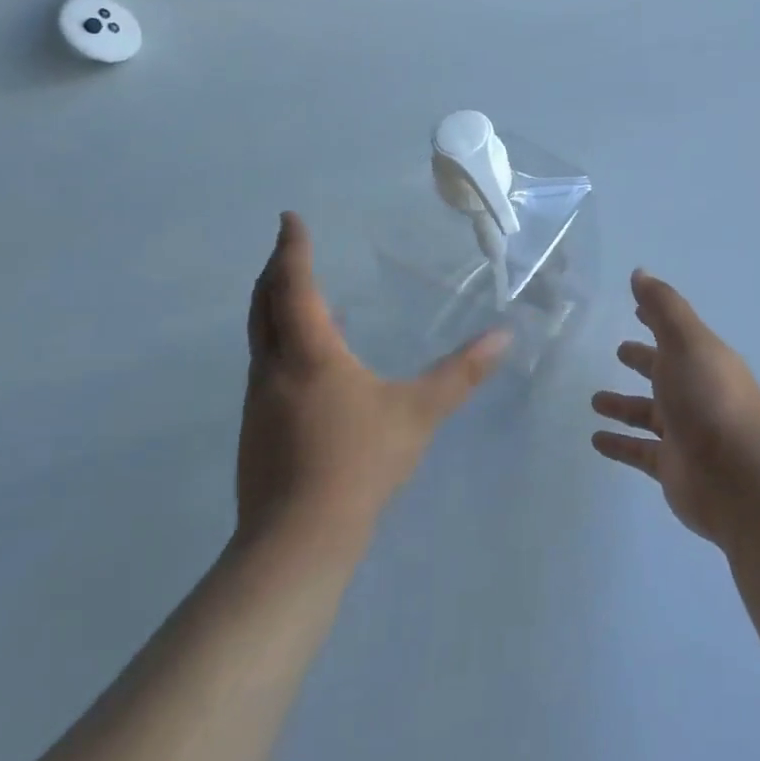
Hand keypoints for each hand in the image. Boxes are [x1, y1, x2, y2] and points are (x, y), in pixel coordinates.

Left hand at [237, 213, 509, 544]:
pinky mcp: (255, 429)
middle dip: (274, 271)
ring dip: (273, 307)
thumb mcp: (419, 413)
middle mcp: (274, 369)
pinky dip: (278, 342)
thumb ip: (462, 374)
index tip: (289, 220)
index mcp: (310, 354)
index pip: (295, 286)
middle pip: (263, 305)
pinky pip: (263, 366)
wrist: (298, 540)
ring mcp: (258, 401)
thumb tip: (504, 337)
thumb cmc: (360, 463)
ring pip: (258, 337)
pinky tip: (304, 362)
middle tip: (287, 249)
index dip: (293, 250)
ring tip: (298, 296)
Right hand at [591, 270, 759, 544]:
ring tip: (594, 400)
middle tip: (619, 351)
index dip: (656, 318)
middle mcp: (698, 393)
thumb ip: (663, 307)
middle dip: (644, 360)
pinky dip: (619, 444)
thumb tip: (640, 272)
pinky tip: (595, 440)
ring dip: (624, 405)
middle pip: (665, 371)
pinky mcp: (673, 467)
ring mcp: (686, 432)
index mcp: (705, 360)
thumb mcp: (686, 342)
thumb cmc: (710, 399)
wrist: (739, 478)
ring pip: (649, 414)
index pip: (677, 333)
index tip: (636, 306)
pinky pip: (639, 451)